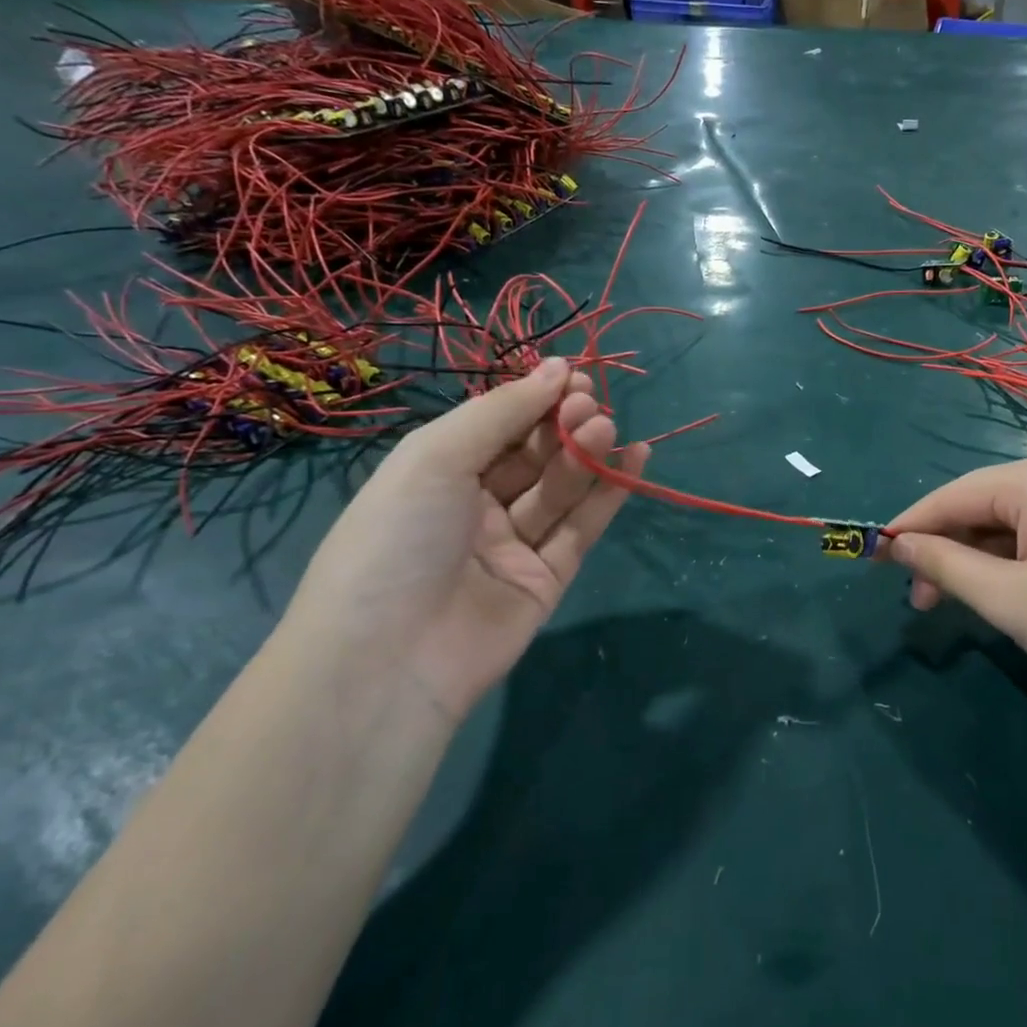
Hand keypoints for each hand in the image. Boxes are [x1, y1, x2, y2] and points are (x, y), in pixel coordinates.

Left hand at [271, 359, 646, 718]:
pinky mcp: (547, 579)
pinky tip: (636, 457)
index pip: (496, 426)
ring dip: (586, 454)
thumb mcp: (435, 458)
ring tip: (608, 428)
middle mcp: (474, 506)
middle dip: (561, 425)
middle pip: (532, 455)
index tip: (572, 376)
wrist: (391, 659)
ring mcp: (512, 546)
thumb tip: (556, 367)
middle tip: (590, 405)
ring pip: (559, 489)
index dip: (534, 399)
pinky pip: (582, 529)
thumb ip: (502, 411)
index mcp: (436, 474)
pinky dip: (610, 495)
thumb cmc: (398, 540)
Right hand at [885, 454, 1026, 712]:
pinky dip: (1009, 564)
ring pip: (1008, 525)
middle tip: (919, 602)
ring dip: (975, 562)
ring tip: (955, 606)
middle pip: (980, 507)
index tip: (872, 556)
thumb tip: (897, 546)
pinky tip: (1000, 595)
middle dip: (944, 551)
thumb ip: (944, 566)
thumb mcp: (1007, 599)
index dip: (908, 527)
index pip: (952, 495)